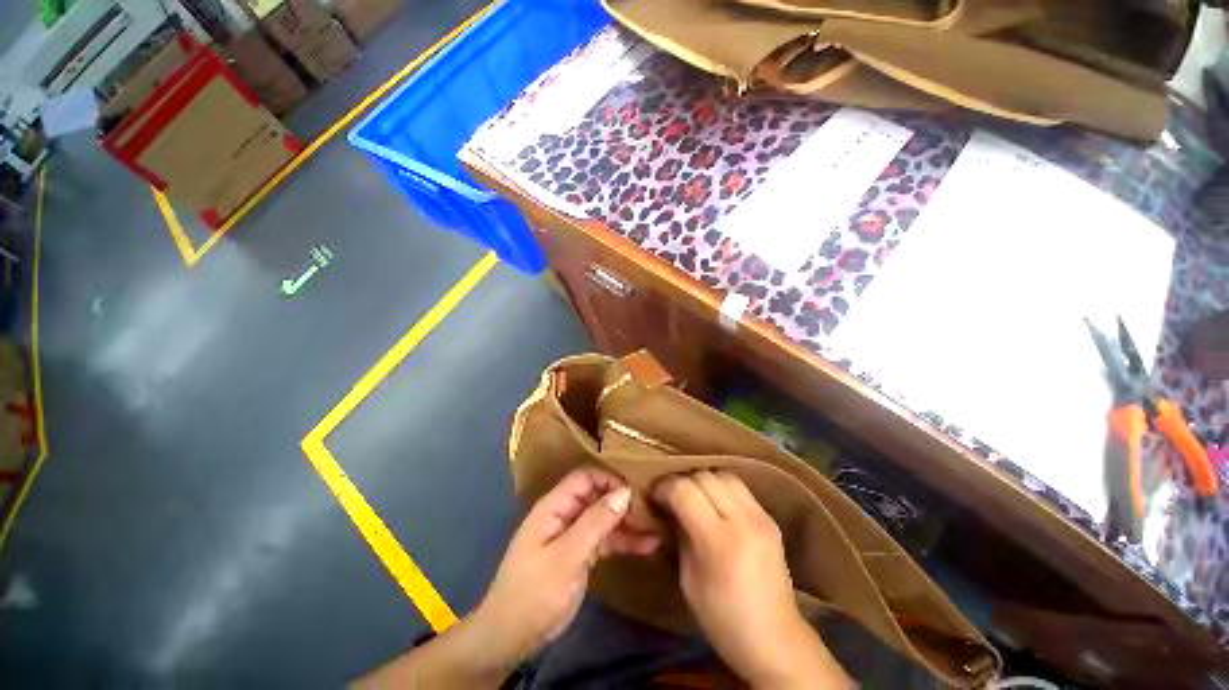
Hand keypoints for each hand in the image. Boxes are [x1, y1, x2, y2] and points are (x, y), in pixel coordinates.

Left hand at [471, 468, 659, 663]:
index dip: (609, 480)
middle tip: (651, 510)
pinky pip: (605, 541)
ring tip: (656, 529)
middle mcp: (565, 514)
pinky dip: (623, 542)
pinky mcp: (580, 555)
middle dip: (622, 501)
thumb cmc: (534, 592)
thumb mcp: (566, 556)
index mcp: (555, 506)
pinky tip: (647, 546)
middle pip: (597, 497)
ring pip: (604, 519)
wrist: (512, 638)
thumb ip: (596, 522)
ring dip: (628, 524)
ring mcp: (573, 535)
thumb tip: (625, 492)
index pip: (585, 478)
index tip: (634, 492)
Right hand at [653, 471, 851, 688]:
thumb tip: (668, 505)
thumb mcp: (688, 579)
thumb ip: (679, 534)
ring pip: (723, 474)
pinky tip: (714, 503)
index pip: (685, 490)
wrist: (775, 640)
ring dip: (703, 479)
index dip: (665, 486)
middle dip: (682, 480)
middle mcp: (743, 521)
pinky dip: (721, 487)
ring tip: (693, 495)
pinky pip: (739, 487)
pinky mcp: (770, 517)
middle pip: (704, 476)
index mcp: (718, 542)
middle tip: (671, 494)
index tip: (654, 494)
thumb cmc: (722, 618)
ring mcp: (761, 516)